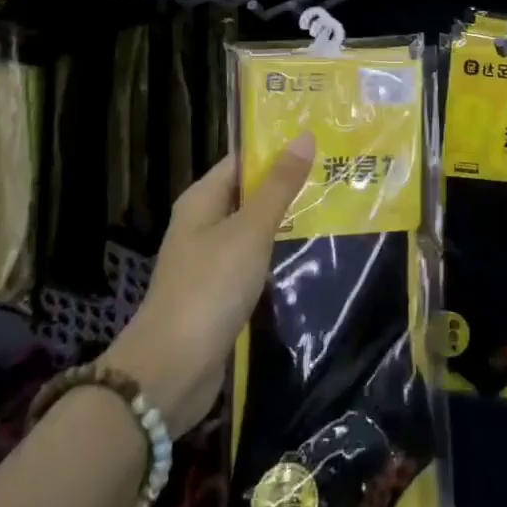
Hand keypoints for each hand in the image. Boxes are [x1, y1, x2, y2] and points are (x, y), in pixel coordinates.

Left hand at [101, 133, 314, 436]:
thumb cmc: (209, 288)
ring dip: (286, 221)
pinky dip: (277, 255)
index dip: (278, 148)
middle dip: (288, 185)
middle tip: (336, 172)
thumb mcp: (250, 230)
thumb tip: (305, 136)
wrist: (170, 371)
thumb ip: (279, 186)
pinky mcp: (219, 293)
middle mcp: (203, 223)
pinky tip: (310, 254)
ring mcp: (210, 261)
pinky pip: (253, 262)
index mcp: (202, 199)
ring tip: (335, 207)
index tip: (320, 140)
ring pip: (254, 230)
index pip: (243, 159)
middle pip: (249, 193)